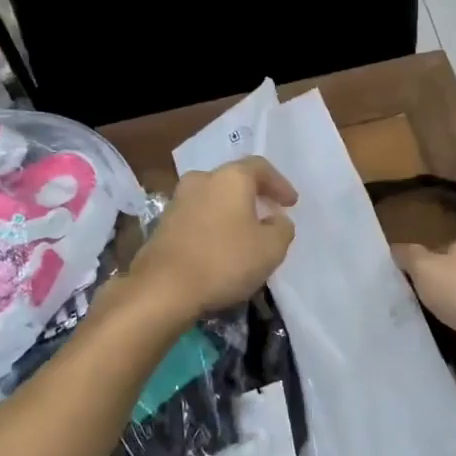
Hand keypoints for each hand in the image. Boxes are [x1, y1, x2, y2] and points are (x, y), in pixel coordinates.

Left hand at [127, 157, 297, 323]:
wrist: (163, 287)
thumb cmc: (224, 260)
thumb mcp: (271, 249)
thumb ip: (282, 229)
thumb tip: (277, 220)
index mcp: (230, 177)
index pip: (260, 167)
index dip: (279, 184)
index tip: (291, 203)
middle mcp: (202, 180)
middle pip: (233, 180)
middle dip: (253, 196)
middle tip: (269, 213)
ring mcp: (178, 200)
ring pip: (213, 198)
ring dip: (231, 211)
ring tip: (245, 233)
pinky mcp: (163, 224)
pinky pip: (197, 217)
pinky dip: (213, 225)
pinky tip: (220, 246)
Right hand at [392, 240, 455, 379]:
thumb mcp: (425, 266)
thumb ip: (408, 255)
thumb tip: (395, 249)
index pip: (436, 251)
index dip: (417, 264)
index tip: (398, 281)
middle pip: (446, 278)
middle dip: (428, 291)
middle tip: (403, 304)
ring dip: (440, 314)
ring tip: (416, 325)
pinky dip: (453, 334)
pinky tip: (439, 341)